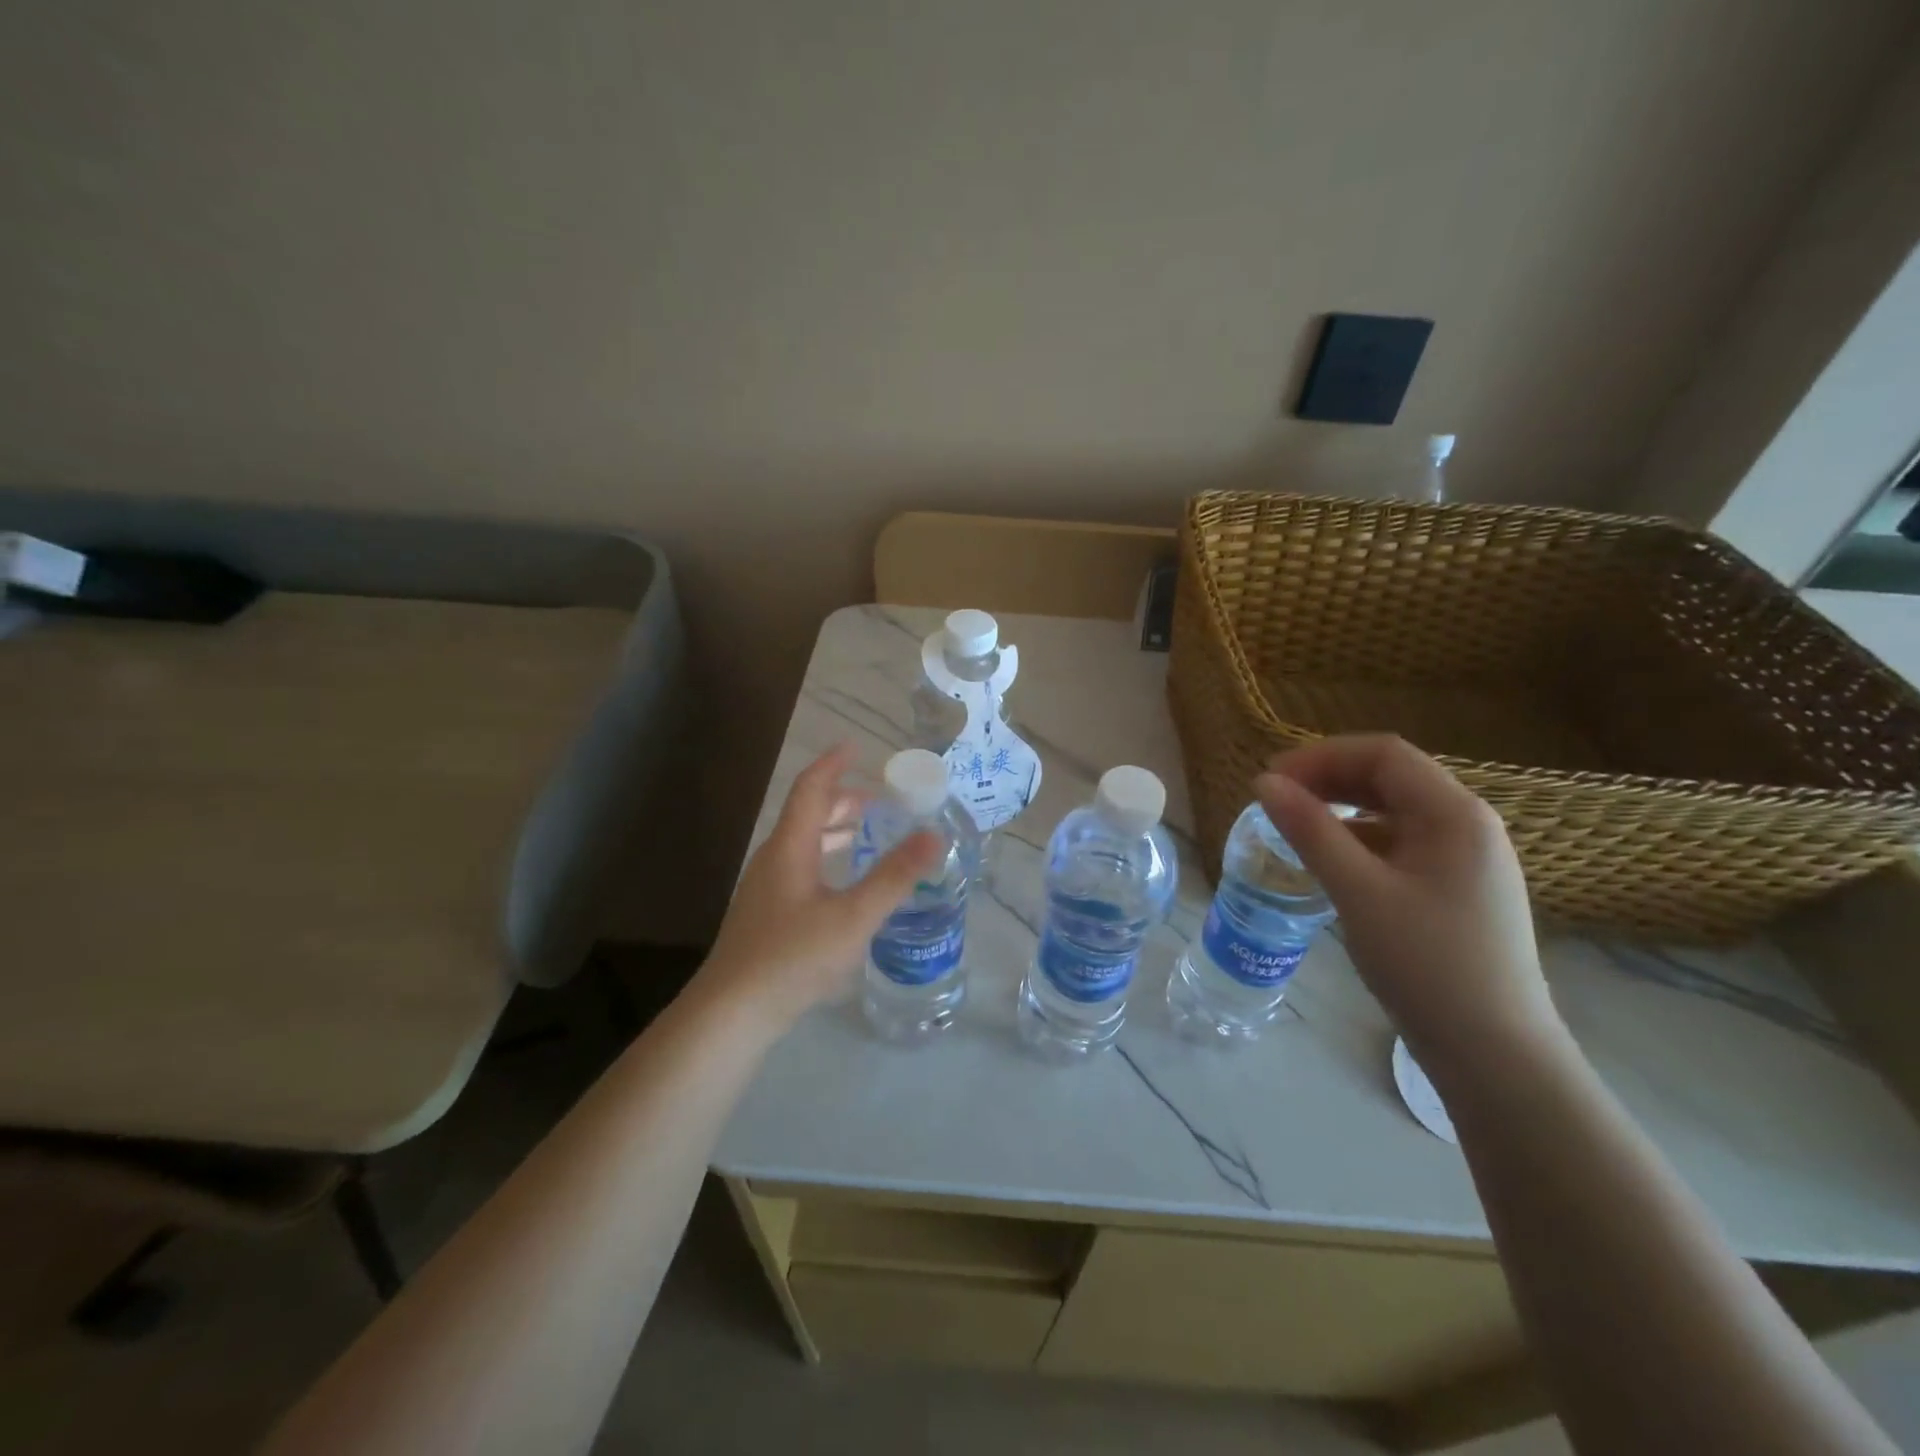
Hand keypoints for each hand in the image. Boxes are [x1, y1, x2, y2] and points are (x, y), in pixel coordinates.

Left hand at [697, 745, 940, 1030]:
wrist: (732, 1012)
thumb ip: (894, 876)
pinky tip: (846, 885)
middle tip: (882, 801)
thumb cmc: (793, 957)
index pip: (811, 789)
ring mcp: (766, 888)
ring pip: (804, 843)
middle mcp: (774, 859)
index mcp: (790, 847)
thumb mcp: (853, 916)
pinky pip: (801, 867)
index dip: (833, 764)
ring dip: (836, 831)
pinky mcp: (767, 914)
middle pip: (807, 815)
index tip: (856, 747)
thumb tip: (934, 835)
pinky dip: (828, 858)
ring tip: (869, 834)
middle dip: (844, 801)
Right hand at [1256, 734, 1563, 1068]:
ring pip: (1395, 811)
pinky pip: (1402, 844)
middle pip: (1391, 777)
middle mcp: (1468, 826)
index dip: (1321, 756)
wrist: (1495, 1054)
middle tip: (1276, 799)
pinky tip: (1331, 861)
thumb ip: (1310, 830)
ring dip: (1343, 807)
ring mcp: (1467, 859)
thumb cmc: (1426, 964)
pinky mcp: (1457, 889)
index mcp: (1455, 814)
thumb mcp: (1358, 892)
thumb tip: (1264, 782)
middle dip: (1329, 778)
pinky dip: (1360, 839)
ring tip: (1295, 825)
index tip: (1272, 779)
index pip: (1383, 754)